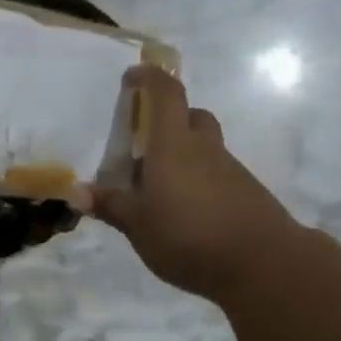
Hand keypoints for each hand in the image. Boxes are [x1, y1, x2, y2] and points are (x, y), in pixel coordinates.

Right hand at [92, 66, 296, 302]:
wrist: (263, 263)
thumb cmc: (188, 236)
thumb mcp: (138, 225)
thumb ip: (110, 205)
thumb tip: (77, 191)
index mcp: (173, 145)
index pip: (165, 93)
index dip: (149, 78)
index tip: (132, 77)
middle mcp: (204, 148)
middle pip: (190, 116)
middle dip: (168, 120)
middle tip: (144, 144)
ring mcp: (230, 170)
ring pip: (204, 147)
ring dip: (183, 155)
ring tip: (159, 189)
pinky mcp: (246, 193)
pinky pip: (216, 174)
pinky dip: (199, 181)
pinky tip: (186, 213)